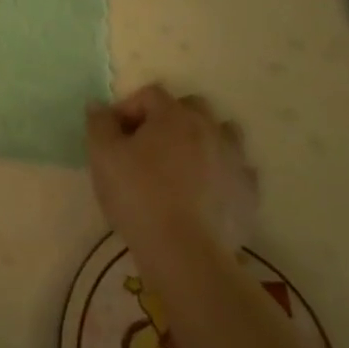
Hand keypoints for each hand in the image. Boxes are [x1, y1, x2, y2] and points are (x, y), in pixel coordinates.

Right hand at [85, 85, 258, 262]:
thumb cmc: (138, 195)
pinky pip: (237, 171)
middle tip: (148, 146)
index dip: (128, 108)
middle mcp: (209, 129)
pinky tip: (206, 191)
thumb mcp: (102, 155)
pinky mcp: (248, 193)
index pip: (150, 94)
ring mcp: (234, 160)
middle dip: (168, 118)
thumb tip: (99, 106)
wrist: (185, 253)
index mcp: (173, 115)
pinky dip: (222, 173)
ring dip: (202, 140)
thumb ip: (99, 123)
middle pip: (191, 107)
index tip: (114, 135)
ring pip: (222, 134)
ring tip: (182, 165)